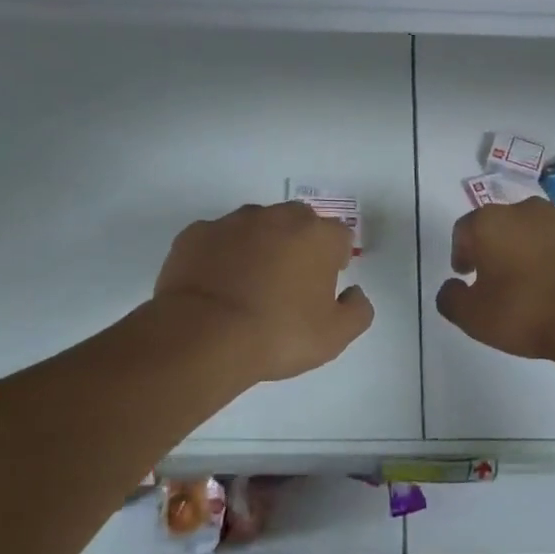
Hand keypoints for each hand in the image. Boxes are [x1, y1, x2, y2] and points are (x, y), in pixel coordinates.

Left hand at [153, 202, 373, 383]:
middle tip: (289, 282)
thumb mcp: (334, 336)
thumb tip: (354, 293)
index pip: (339, 236)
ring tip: (249, 284)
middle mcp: (278, 217)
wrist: (203, 336)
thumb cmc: (278, 334)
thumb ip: (357, 311)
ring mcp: (233, 221)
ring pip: (256, 225)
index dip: (335, 259)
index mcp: (317, 235)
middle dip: (298, 244)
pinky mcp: (196, 233)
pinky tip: (216, 285)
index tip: (324, 285)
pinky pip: (217, 239)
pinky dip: (220, 254)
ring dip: (259, 245)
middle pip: (298, 222)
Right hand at [436, 201, 554, 361]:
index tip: (467, 275)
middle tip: (504, 279)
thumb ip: (452, 299)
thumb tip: (451, 287)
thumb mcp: (474, 318)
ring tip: (545, 284)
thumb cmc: (527, 313)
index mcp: (492, 223)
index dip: (462, 252)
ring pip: (547, 230)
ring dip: (541, 250)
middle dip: (503, 247)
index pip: (465, 230)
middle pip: (507, 224)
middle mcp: (531, 210)